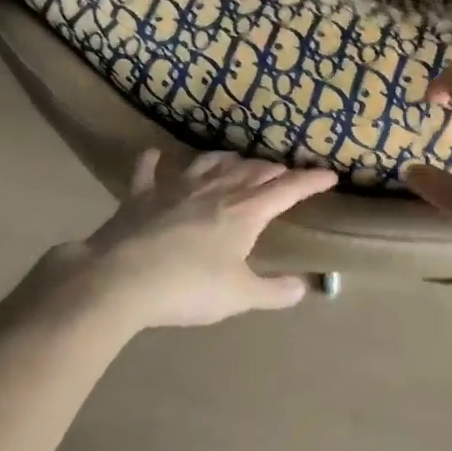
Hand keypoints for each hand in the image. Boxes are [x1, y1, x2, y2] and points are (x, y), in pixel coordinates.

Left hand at [34, 148, 337, 331]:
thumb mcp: (239, 297)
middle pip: (250, 172)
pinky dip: (153, 161)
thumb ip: (274, 292)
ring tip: (236, 159)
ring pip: (208, 163)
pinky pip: (148, 171)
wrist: (122, 279)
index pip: (286, 190)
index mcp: (244, 212)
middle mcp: (215, 190)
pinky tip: (154, 154)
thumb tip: (303, 287)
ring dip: (227, 159)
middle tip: (282, 172)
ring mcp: (176, 188)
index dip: (310, 181)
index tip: (329, 175)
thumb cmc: (189, 287)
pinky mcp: (141, 196)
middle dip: (271, 170)